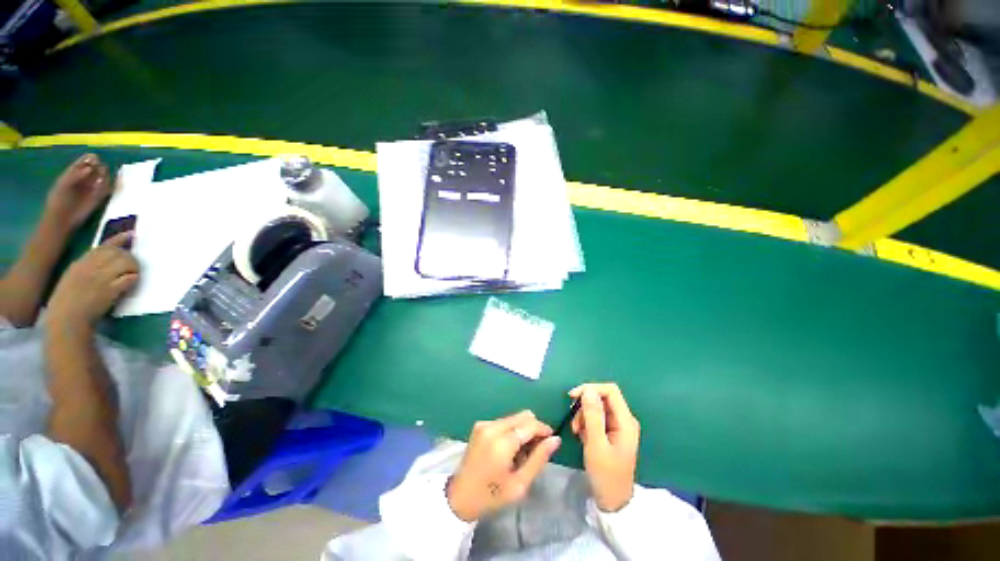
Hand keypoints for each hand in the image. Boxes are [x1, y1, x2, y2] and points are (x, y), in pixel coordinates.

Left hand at [45, 154, 111, 230]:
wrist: (62, 219)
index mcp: (74, 175)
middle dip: (97, 166)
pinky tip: (106, 182)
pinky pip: (106, 189)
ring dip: (104, 174)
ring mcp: (92, 190)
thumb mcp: (63, 185)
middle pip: (93, 169)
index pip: (83, 164)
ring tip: (103, 172)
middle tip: (99, 164)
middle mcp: (84, 181)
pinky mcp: (99, 198)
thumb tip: (90, 168)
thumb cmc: (58, 200)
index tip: (93, 157)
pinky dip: (107, 185)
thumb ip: (75, 176)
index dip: (88, 159)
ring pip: (101, 178)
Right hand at [48, 232, 138, 328]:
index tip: (131, 234)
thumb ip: (87, 268)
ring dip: (134, 268)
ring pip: (125, 262)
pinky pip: (128, 278)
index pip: (103, 246)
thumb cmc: (67, 302)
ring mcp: (100, 278)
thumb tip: (105, 261)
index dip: (119, 239)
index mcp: (80, 263)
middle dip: (130, 257)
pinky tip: (131, 283)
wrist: (66, 319)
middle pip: (118, 253)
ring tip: (133, 276)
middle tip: (132, 267)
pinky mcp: (109, 290)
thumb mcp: (72, 278)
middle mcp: (90, 267)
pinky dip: (133, 279)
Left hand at [447, 410, 560, 521]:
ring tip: (522, 452)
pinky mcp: (480, 425)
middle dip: (534, 428)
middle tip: (537, 448)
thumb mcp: (519, 485)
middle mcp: (492, 427)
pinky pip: (504, 421)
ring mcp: (484, 424)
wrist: (459, 497)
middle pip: (522, 416)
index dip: (543, 429)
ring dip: (523, 429)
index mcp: (501, 443)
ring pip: (514, 417)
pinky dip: (512, 430)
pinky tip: (510, 448)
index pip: (529, 425)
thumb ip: (538, 459)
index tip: (552, 439)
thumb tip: (555, 440)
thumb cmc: (491, 496)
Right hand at [570, 383, 640, 512]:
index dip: (590, 388)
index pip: (610, 390)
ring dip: (583, 415)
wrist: (613, 501)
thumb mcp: (596, 444)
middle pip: (602, 398)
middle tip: (574, 422)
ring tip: (576, 432)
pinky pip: (596, 418)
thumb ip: (592, 415)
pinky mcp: (611, 432)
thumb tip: (588, 389)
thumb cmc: (605, 474)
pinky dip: (586, 423)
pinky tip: (582, 435)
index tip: (572, 397)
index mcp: (625, 421)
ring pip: (597, 408)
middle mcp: (623, 419)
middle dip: (585, 406)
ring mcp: (618, 426)